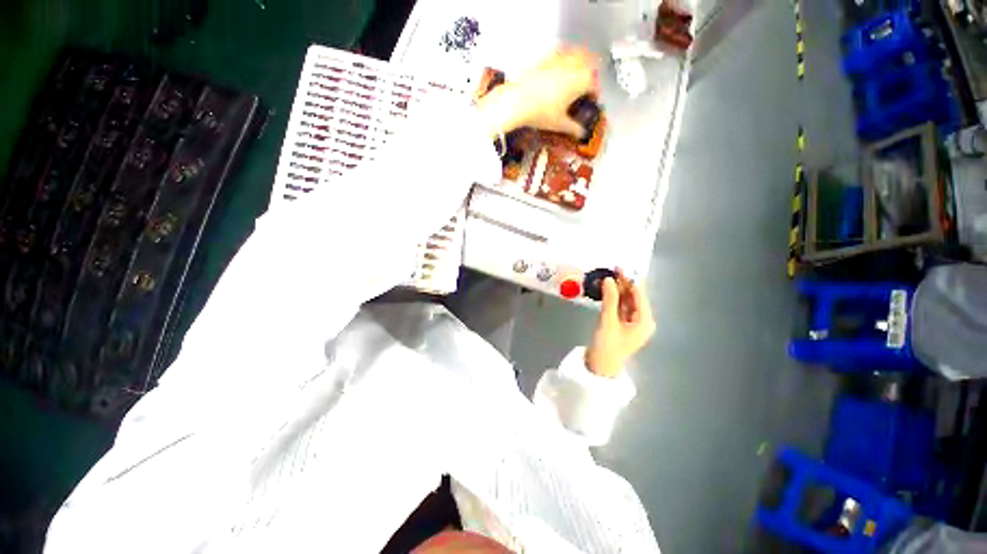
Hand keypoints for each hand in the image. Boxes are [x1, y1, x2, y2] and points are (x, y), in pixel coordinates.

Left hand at [477, 47, 600, 136]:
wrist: (518, 101)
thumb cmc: (541, 112)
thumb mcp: (559, 124)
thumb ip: (573, 128)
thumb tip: (580, 134)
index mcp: (581, 81)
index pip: (594, 85)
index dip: (595, 94)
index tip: (591, 100)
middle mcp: (573, 66)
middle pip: (589, 65)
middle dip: (591, 74)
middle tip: (588, 84)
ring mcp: (559, 60)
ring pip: (577, 54)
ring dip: (581, 60)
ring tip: (579, 69)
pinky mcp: (545, 58)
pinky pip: (561, 52)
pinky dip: (565, 55)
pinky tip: (561, 62)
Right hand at [585, 277, 654, 377]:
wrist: (601, 365)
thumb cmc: (608, 346)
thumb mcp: (608, 321)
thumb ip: (609, 299)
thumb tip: (609, 279)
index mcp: (645, 321)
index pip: (640, 296)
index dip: (631, 280)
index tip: (621, 267)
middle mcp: (642, 320)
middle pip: (634, 297)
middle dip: (624, 283)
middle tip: (613, 268)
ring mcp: (632, 322)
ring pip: (626, 301)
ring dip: (618, 289)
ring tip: (608, 276)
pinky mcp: (623, 323)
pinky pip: (620, 306)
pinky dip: (614, 298)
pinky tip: (607, 289)